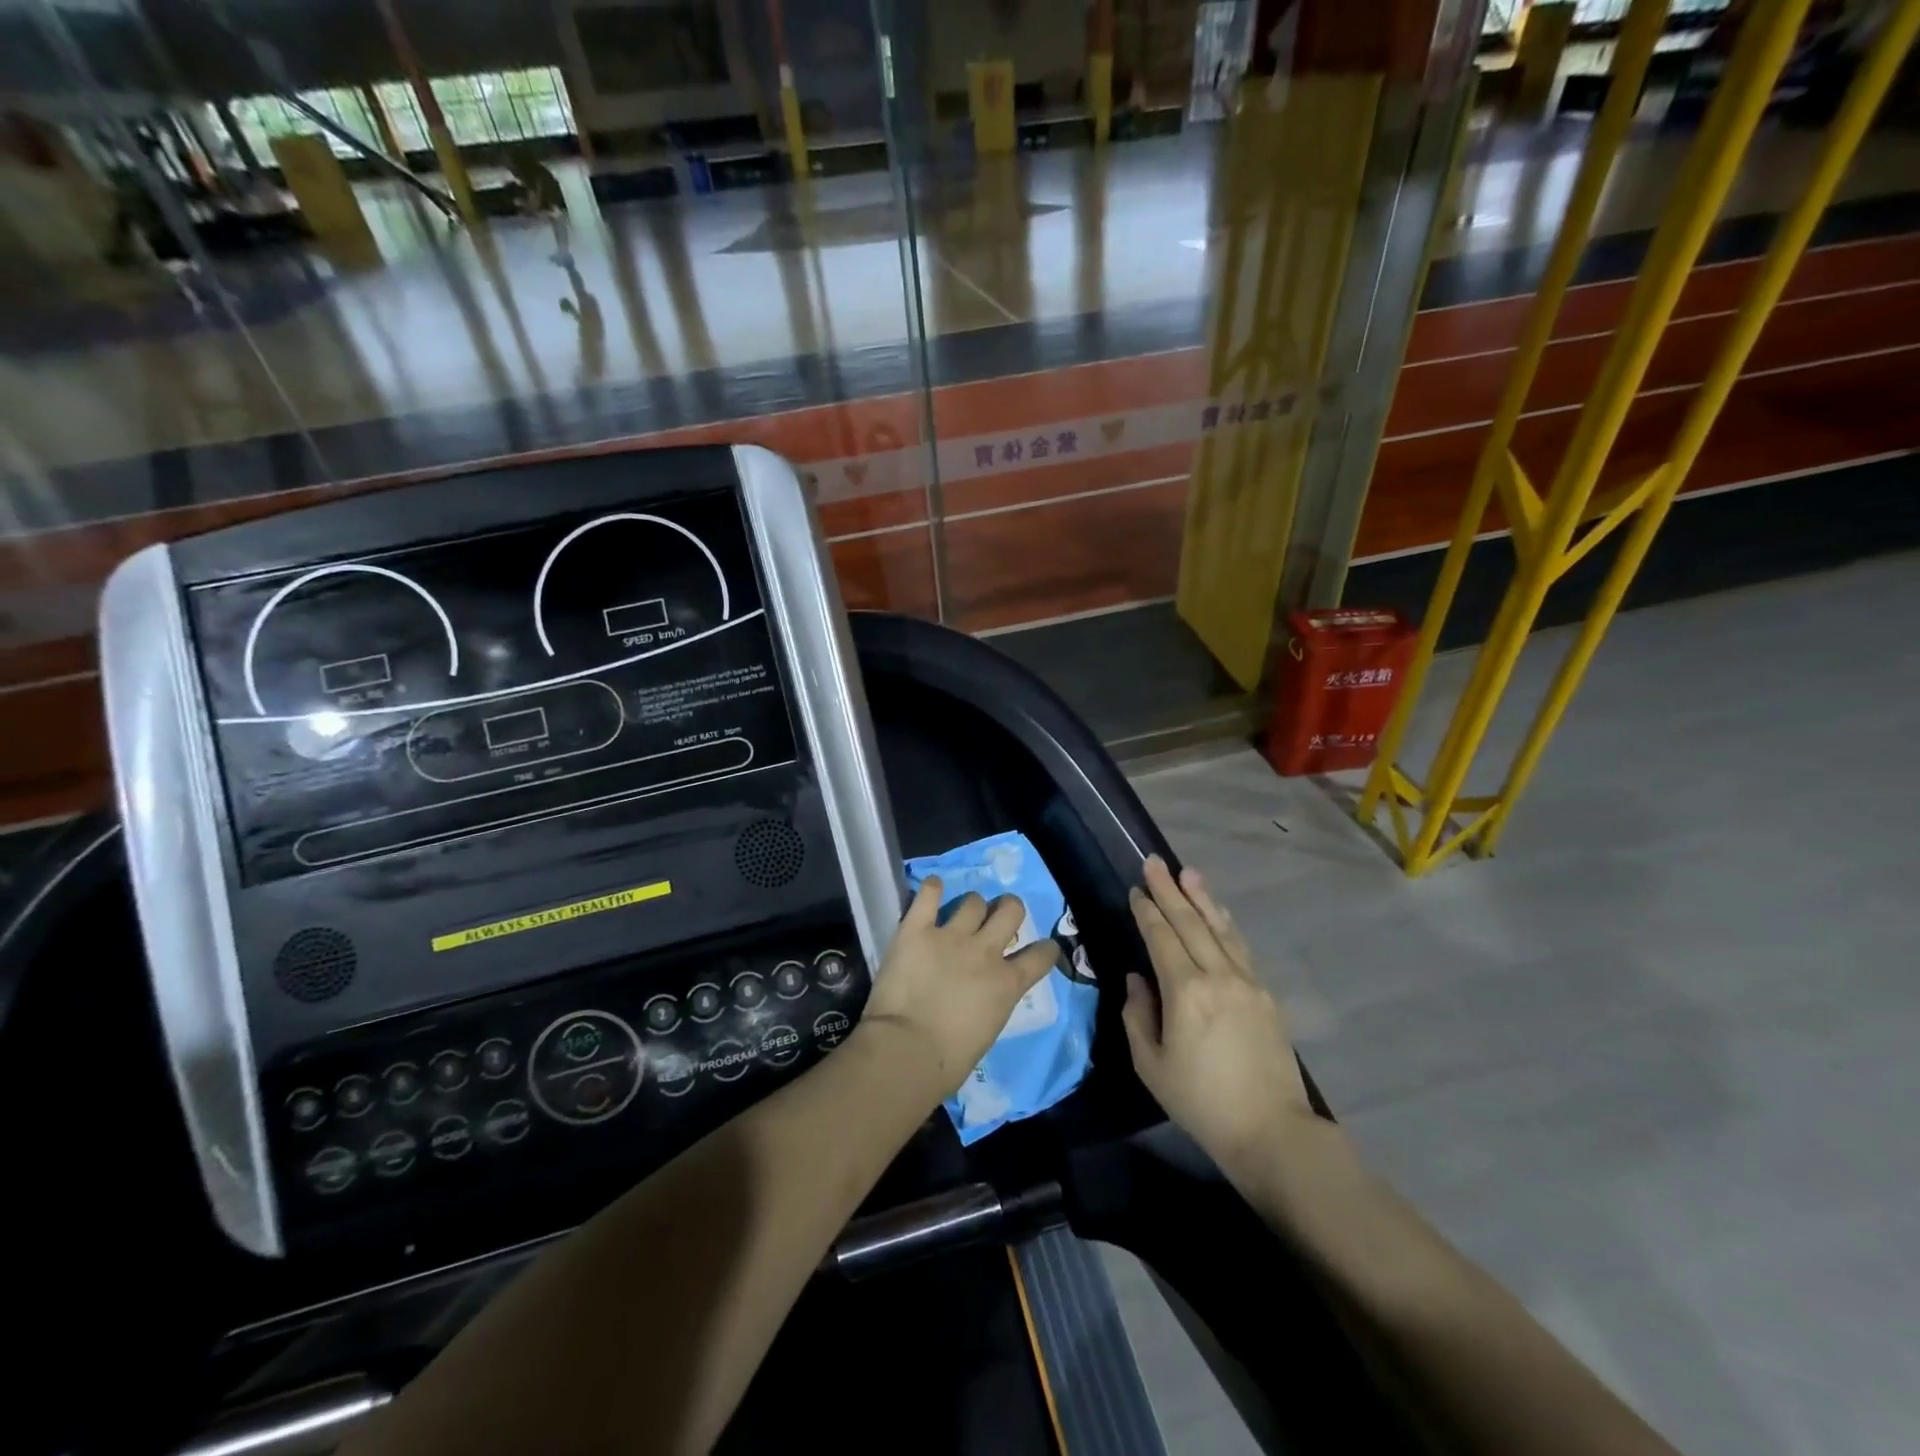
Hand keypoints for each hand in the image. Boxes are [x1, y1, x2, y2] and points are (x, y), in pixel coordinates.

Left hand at [859, 878, 1059, 1102]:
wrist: (908, 1050)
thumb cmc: (948, 1060)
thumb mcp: (988, 1030)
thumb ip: (992, 1002)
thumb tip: (983, 996)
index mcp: (1007, 984)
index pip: (1041, 955)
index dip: (1045, 949)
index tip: (1042, 948)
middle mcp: (985, 952)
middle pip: (1010, 910)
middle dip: (1009, 908)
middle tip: (997, 917)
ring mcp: (950, 936)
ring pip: (973, 901)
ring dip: (971, 905)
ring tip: (961, 912)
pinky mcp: (916, 929)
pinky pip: (928, 895)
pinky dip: (932, 888)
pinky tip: (933, 888)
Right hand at [1122, 856, 1311, 1178]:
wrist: (1271, 1131)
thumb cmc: (1201, 1102)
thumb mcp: (1151, 1065)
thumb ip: (1138, 1015)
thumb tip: (1139, 979)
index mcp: (1186, 992)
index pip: (1162, 938)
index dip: (1147, 911)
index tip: (1136, 889)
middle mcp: (1218, 976)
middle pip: (1190, 923)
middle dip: (1170, 890)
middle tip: (1154, 861)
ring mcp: (1247, 982)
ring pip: (1220, 929)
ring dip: (1202, 898)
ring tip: (1188, 872)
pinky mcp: (1266, 995)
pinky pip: (1240, 947)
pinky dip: (1225, 924)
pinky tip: (1219, 913)